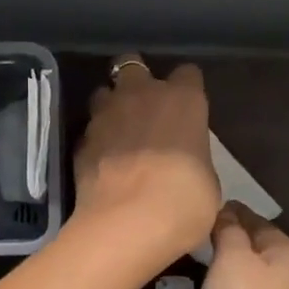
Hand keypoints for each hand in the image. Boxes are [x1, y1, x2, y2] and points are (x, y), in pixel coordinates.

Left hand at [74, 57, 220, 263]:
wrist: (128, 224)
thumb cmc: (185, 202)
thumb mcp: (207, 181)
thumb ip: (194, 157)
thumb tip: (184, 161)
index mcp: (183, 100)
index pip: (188, 74)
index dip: (187, 88)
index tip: (187, 108)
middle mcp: (142, 95)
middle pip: (133, 64)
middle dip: (137, 80)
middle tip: (144, 106)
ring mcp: (106, 115)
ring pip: (103, 92)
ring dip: (111, 105)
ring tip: (118, 130)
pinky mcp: (81, 140)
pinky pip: (90, 129)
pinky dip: (96, 139)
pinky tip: (103, 160)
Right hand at [198, 204, 288, 288]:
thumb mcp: (233, 260)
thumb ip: (229, 231)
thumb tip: (227, 214)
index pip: (258, 221)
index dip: (230, 212)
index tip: (200, 207)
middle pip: (257, 251)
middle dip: (229, 242)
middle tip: (191, 234)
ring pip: (251, 282)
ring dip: (227, 273)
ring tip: (193, 262)